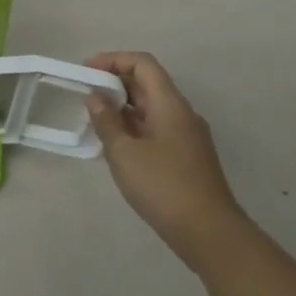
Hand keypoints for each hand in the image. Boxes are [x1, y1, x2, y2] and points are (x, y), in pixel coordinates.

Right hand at [86, 52, 249, 273]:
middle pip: (147, 83)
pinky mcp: (186, 157)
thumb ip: (107, 121)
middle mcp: (182, 113)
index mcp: (170, 104)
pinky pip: (156, 127)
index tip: (87, 71)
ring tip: (95, 120)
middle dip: (114, 83)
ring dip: (122, 106)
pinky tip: (116, 145)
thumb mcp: (125, 153)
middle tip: (85, 95)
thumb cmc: (164, 187)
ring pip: (151, 107)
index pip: (142, 63)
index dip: (113, 60)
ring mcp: (187, 136)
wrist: (210, 235)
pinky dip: (133, 126)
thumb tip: (95, 97)